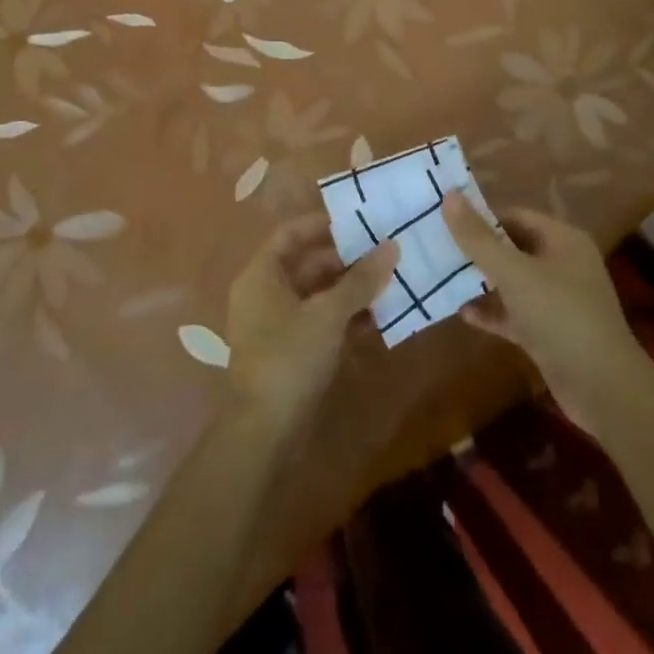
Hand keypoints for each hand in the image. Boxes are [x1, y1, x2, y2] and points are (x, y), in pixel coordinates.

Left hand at [225, 213, 397, 427]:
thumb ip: (360, 280)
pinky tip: (380, 318)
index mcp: (261, 275)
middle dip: (346, 259)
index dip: (323, 224)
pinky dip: (346, 318)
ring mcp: (277, 325)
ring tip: (390, 282)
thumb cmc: (289, 358)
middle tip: (384, 252)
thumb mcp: (328, 314)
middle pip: (308, 264)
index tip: (359, 220)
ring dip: (351, 290)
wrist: (265, 433)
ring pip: (318, 295)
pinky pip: (321, 322)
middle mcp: (265, 294)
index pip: (291, 233)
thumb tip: (392, 246)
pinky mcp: (291, 352)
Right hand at [444, 192, 649, 433]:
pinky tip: (464, 314)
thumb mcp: (514, 272)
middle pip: (513, 248)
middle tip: (439, 249)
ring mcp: (558, 301)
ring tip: (444, 278)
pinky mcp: (551, 332)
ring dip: (482, 282)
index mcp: (562, 240)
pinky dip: (493, 312)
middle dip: (478, 250)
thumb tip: (448, 195)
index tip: (446, 223)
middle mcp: (563, 264)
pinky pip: (516, 314)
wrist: (603, 388)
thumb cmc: (560, 316)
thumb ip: (478, 237)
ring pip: (513, 282)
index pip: (515, 216)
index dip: (482, 217)